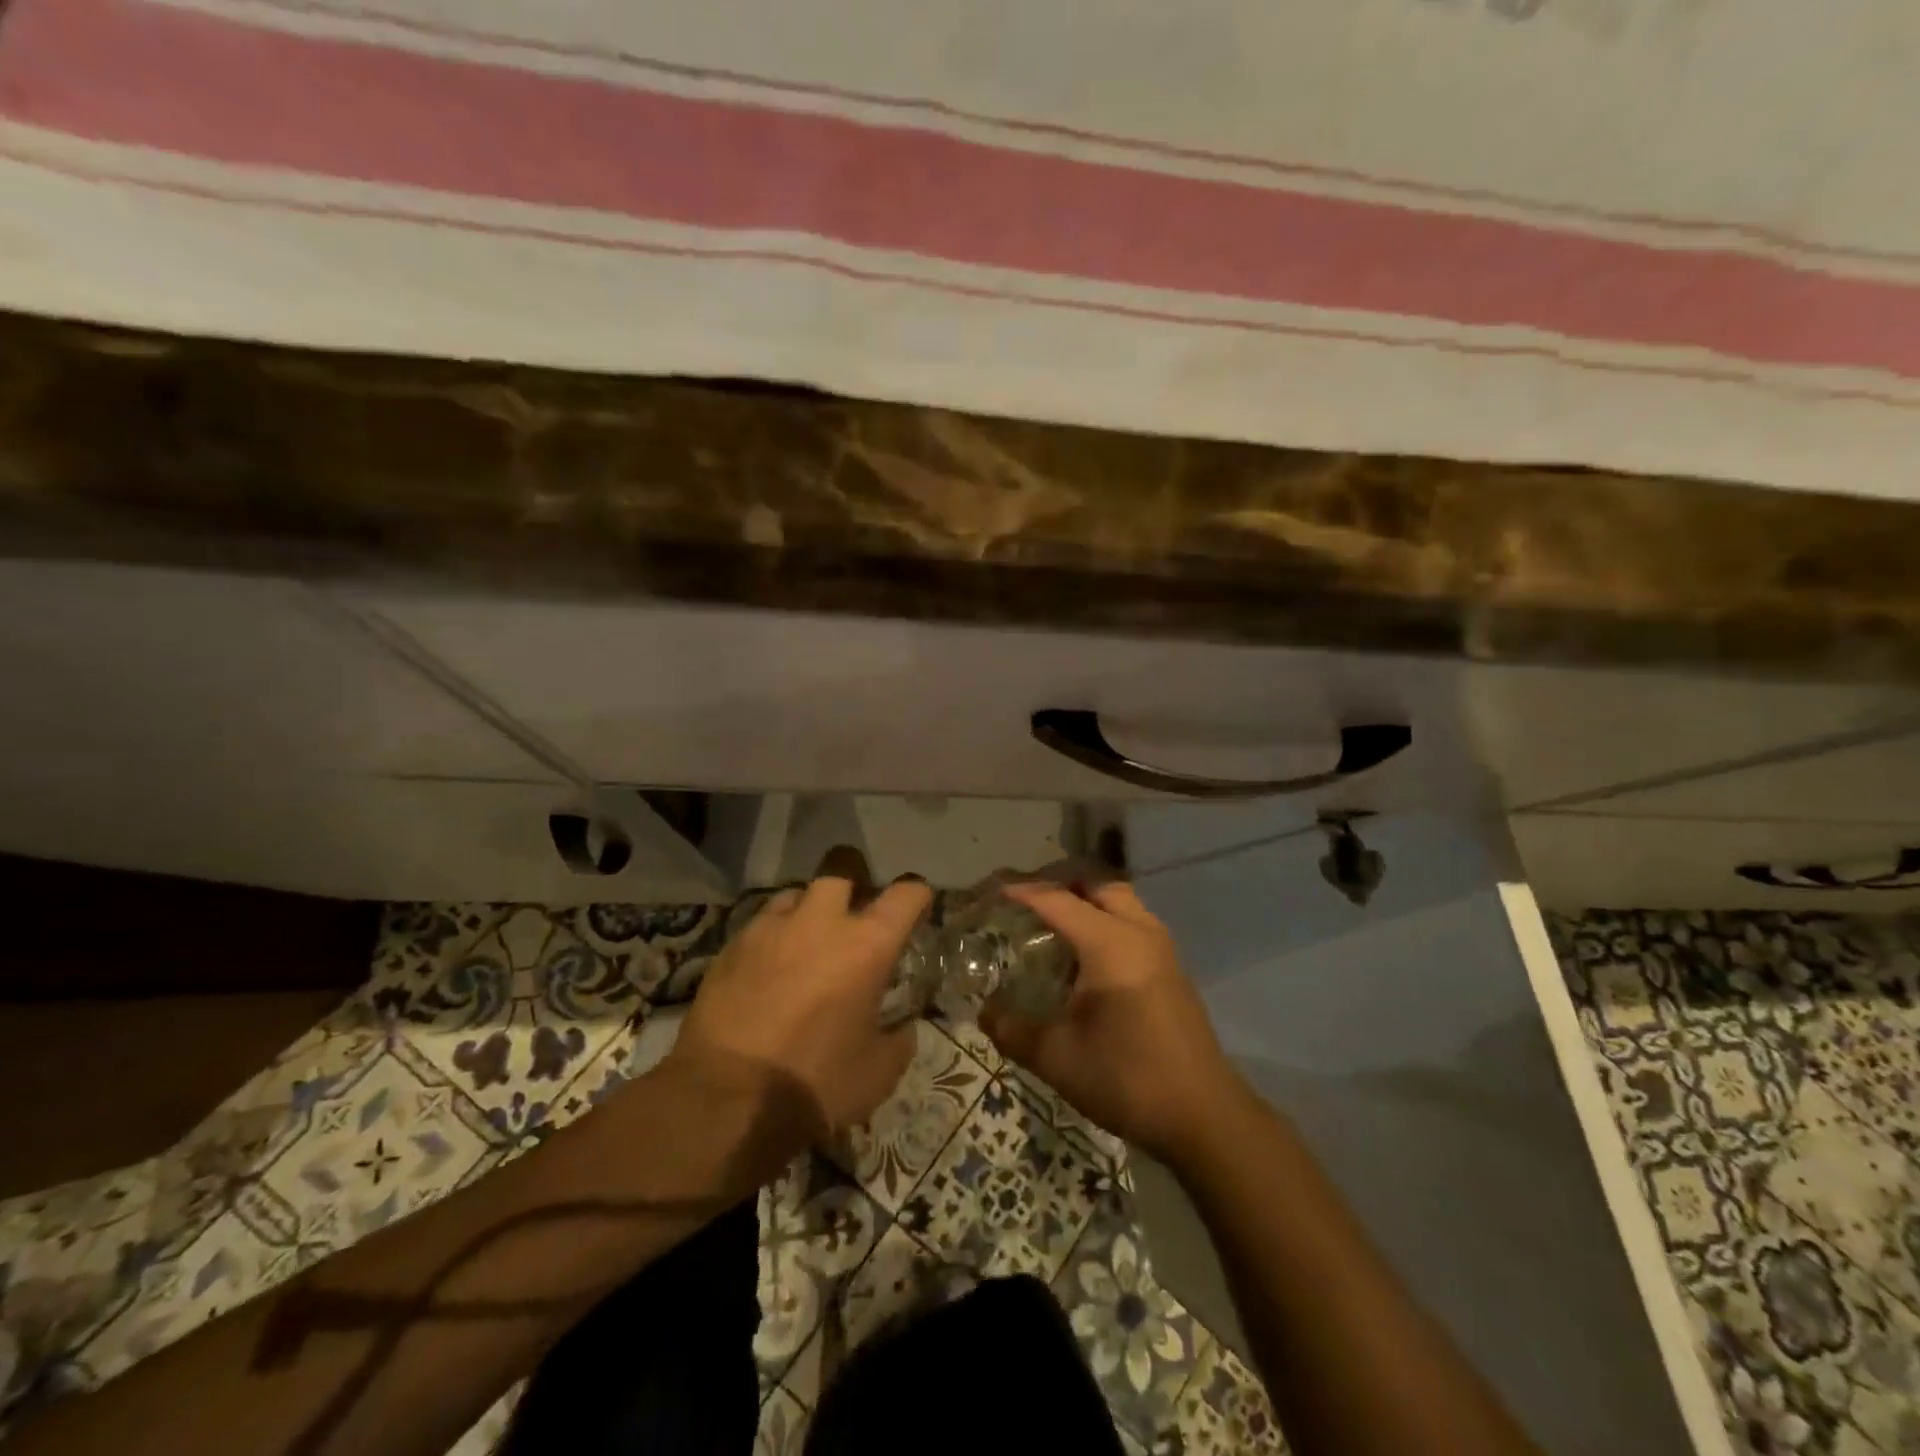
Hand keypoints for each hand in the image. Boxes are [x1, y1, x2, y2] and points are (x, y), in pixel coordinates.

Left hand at [666, 868, 929, 1154]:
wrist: (726, 1099)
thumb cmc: (816, 1084)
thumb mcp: (878, 1073)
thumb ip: (899, 1039)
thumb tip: (902, 1027)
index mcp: (867, 944)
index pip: (906, 893)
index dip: (917, 894)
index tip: (918, 905)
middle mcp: (821, 921)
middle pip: (842, 867)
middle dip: (855, 879)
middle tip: (857, 910)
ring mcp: (771, 928)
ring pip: (797, 892)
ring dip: (810, 908)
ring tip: (809, 937)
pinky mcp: (732, 945)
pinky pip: (762, 923)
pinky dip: (775, 936)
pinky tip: (770, 966)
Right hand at [981, 881, 1245, 1163]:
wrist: (1204, 1116)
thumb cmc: (1127, 1079)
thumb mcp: (1057, 1059)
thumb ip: (1013, 1030)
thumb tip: (984, 1012)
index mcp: (1110, 943)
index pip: (1058, 900)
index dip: (1022, 892)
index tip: (992, 891)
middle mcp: (1139, 932)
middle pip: (1096, 885)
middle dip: (1059, 884)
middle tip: (1026, 902)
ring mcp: (1162, 948)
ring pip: (1120, 900)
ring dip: (1086, 900)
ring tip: (1052, 923)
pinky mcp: (1172, 967)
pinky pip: (1133, 921)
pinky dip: (1105, 919)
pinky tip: (1085, 955)